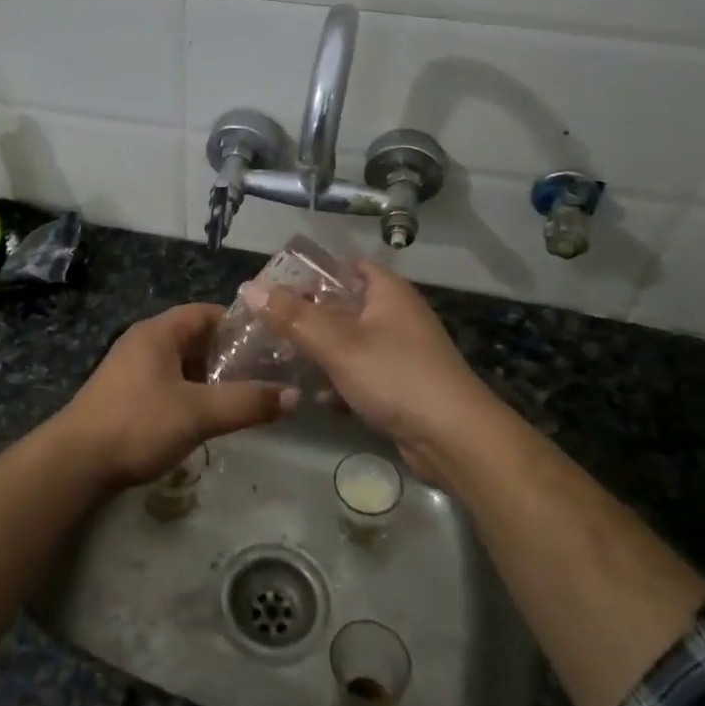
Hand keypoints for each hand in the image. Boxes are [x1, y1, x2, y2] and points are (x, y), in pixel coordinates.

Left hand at [56, 304, 296, 486]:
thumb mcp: (199, 412)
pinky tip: (209, 417)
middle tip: (266, 373)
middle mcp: (143, 343)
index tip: (271, 343)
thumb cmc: (138, 424)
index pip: (206, 312)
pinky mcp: (126, 396)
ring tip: (245, 396)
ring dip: (211, 378)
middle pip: (195, 338)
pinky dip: (191, 394)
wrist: (76, 462)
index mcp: (158, 332)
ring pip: (182, 365)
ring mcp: (131, 370)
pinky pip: (168, 385)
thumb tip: (294, 396)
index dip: (240, 324)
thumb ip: (247, 402)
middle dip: (229, 355)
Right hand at [238, 261, 489, 481]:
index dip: (310, 272)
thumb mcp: (338, 344)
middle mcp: (395, 316)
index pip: (344, 266)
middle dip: (306, 318)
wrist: (454, 439)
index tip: (273, 287)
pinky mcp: (399, 386)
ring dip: (319, 353)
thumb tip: (250, 289)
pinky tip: (320, 399)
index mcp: (387, 293)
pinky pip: (360, 375)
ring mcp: (399, 352)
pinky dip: (340, 383)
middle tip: (268, 327)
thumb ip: (293, 316)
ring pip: (348, 344)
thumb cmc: (396, 377)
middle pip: (341, 306)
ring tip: (283, 362)